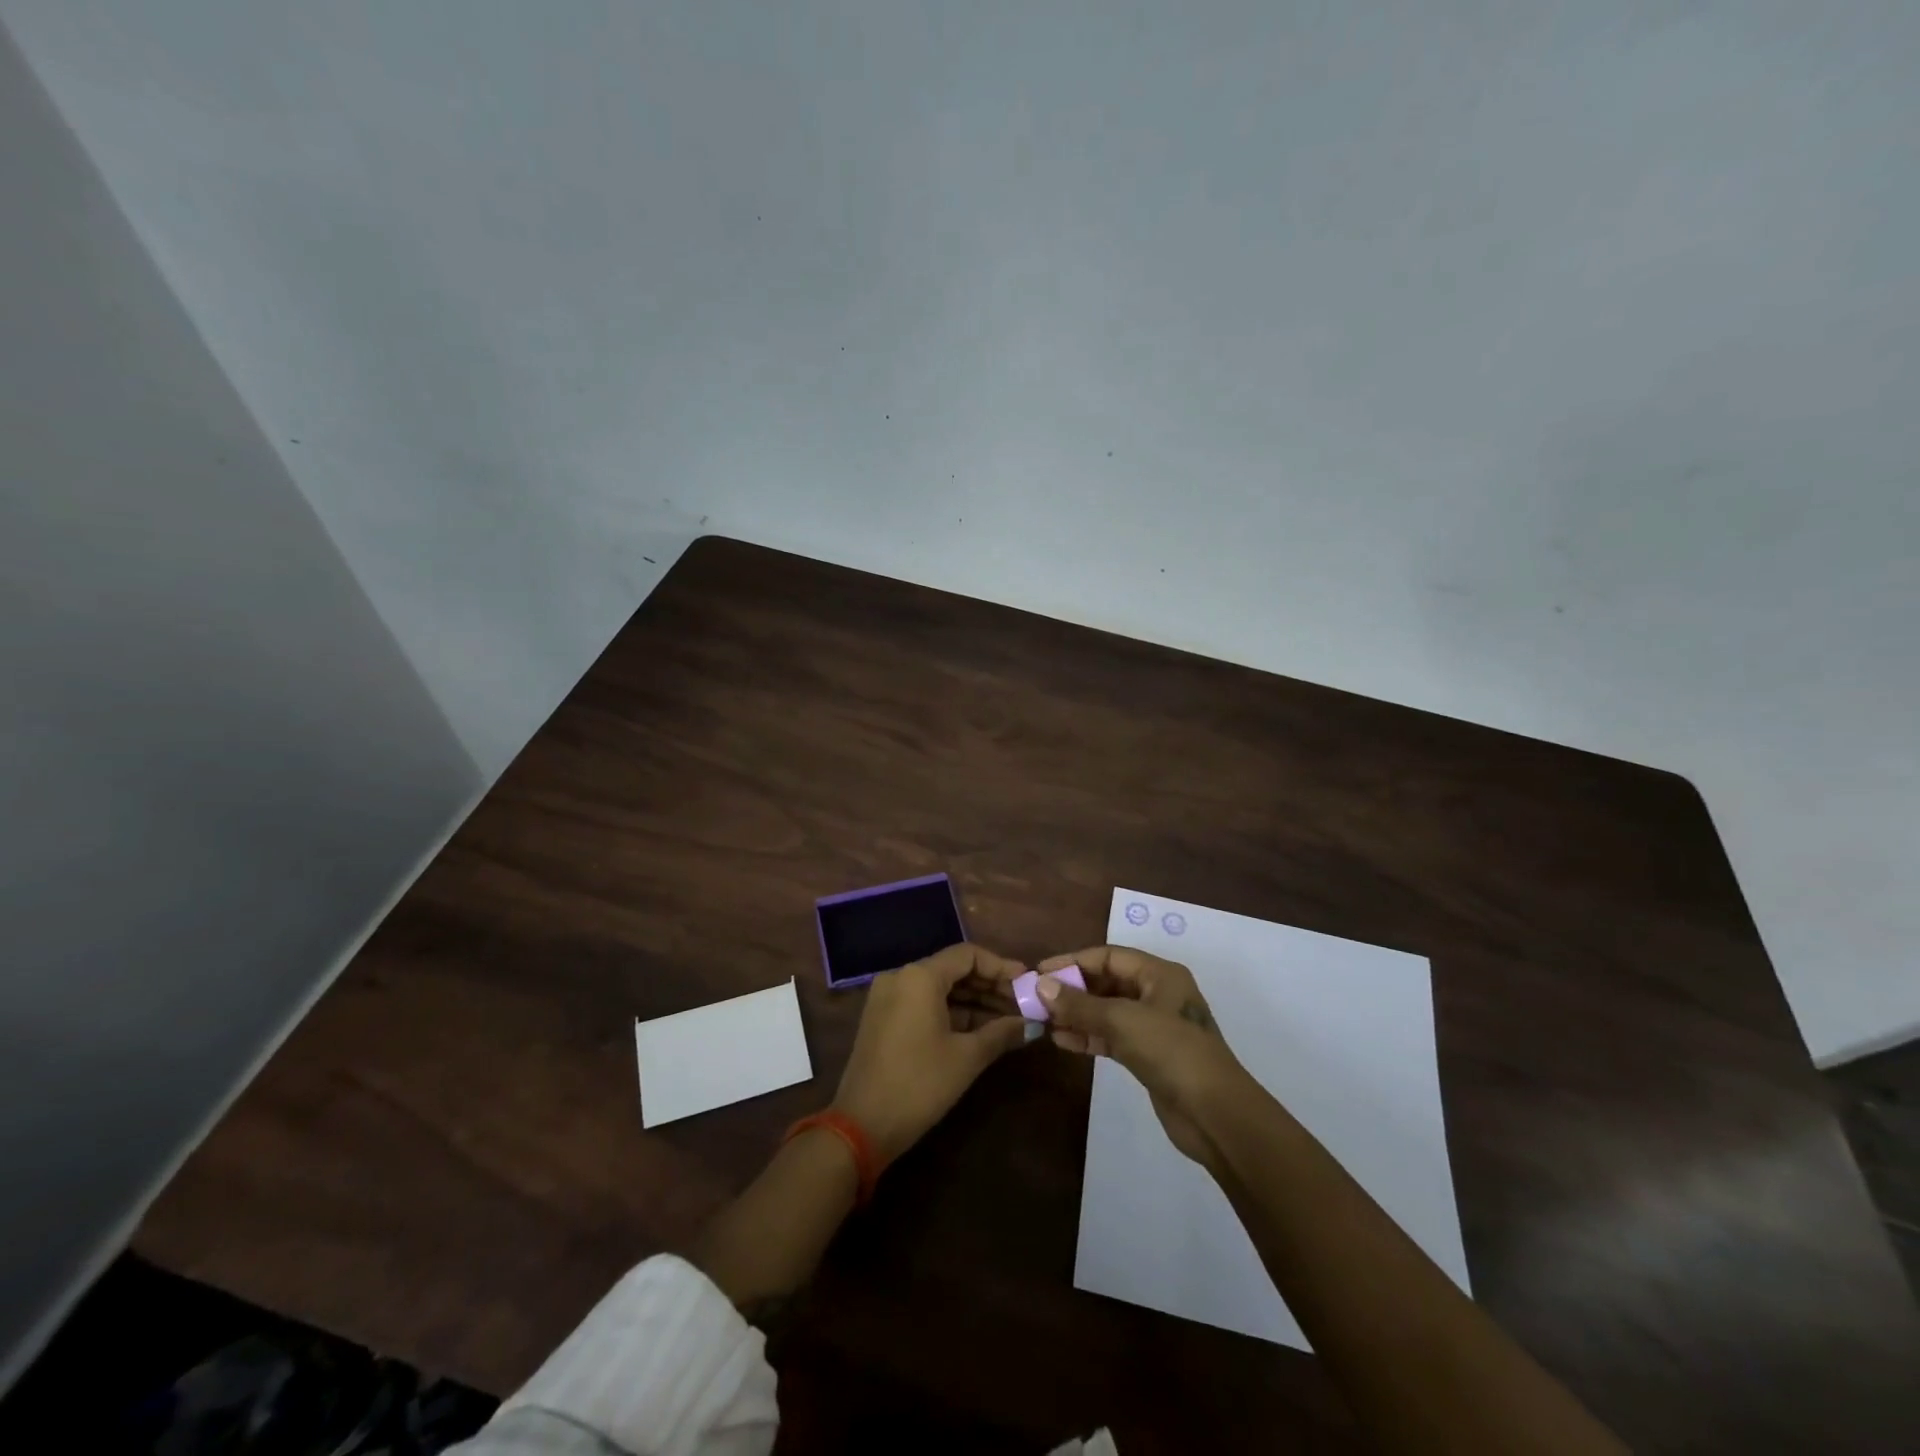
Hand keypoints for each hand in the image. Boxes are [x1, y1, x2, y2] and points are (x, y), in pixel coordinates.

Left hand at [831, 943, 1029, 1164]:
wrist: (862, 1126)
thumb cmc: (919, 1084)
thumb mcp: (967, 1057)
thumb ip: (1001, 1033)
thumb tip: (1031, 1024)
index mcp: (919, 976)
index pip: (968, 955)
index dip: (1000, 966)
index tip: (1026, 981)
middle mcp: (901, 977)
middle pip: (953, 969)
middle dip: (989, 986)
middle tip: (1022, 1003)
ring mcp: (888, 997)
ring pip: (939, 988)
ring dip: (973, 1001)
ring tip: (1008, 1019)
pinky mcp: (883, 1018)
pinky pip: (923, 1003)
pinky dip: (951, 1012)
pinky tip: (979, 1029)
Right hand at [1036, 946, 1253, 1168]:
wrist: (1215, 1114)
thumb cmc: (1171, 1052)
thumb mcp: (1122, 1021)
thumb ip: (1080, 1004)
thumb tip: (1041, 986)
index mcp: (1159, 974)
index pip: (1108, 957)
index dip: (1073, 962)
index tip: (1039, 972)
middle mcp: (1157, 993)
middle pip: (1107, 982)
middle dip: (1073, 990)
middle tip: (1037, 998)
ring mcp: (1154, 1026)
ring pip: (1107, 1011)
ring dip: (1077, 1014)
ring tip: (1043, 1020)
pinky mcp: (1149, 1055)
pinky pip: (1112, 1036)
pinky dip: (1089, 1036)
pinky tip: (1062, 1041)